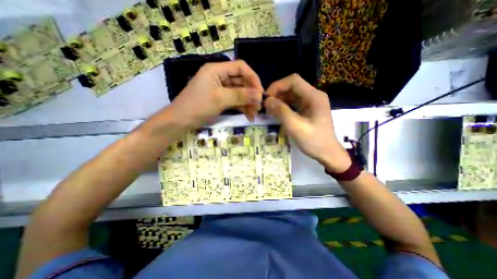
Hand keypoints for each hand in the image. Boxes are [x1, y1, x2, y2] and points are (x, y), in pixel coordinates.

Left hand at [169, 60, 265, 126]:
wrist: (181, 121)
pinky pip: (235, 101)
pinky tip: (249, 115)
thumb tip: (259, 95)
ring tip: (254, 114)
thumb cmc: (198, 106)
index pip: (240, 67)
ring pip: (240, 93)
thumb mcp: (220, 99)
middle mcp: (220, 77)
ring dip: (248, 103)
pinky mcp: (221, 99)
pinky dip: (242, 107)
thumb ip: (241, 95)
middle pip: (241, 81)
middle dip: (251, 94)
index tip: (260, 92)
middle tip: (259, 107)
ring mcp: (221, 89)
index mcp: (217, 70)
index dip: (253, 78)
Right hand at [264, 73, 348, 171]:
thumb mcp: (296, 127)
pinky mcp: (307, 109)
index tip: (267, 98)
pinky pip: (293, 103)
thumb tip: (267, 101)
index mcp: (314, 96)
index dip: (278, 86)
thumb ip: (281, 112)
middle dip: (277, 93)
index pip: (293, 80)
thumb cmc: (314, 141)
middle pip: (292, 86)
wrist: (327, 154)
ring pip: (291, 94)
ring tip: (269, 109)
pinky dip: (283, 106)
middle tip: (266, 105)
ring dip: (279, 100)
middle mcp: (313, 96)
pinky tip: (277, 113)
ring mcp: (311, 102)